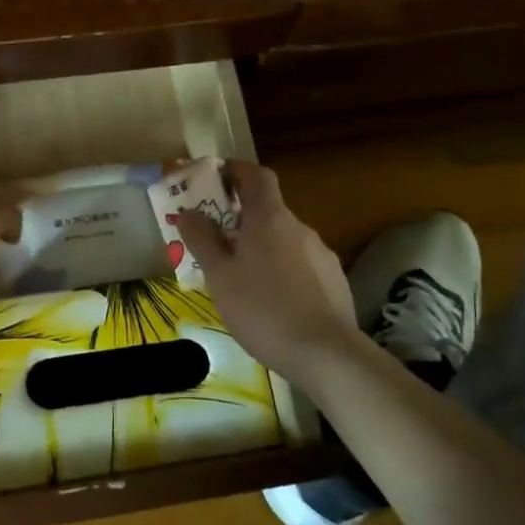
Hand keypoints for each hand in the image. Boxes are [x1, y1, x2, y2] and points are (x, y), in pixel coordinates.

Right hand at [174, 160, 364, 381]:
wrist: (326, 353)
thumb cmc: (262, 309)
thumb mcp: (219, 276)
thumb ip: (202, 239)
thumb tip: (189, 211)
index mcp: (269, 218)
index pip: (256, 175)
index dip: (236, 170)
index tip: (216, 179)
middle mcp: (299, 227)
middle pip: (268, 209)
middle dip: (241, 219)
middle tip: (217, 242)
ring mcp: (321, 253)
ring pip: (284, 239)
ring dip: (262, 248)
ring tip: (242, 279)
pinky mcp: (334, 280)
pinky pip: (301, 264)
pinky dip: (283, 271)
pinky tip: (273, 301)